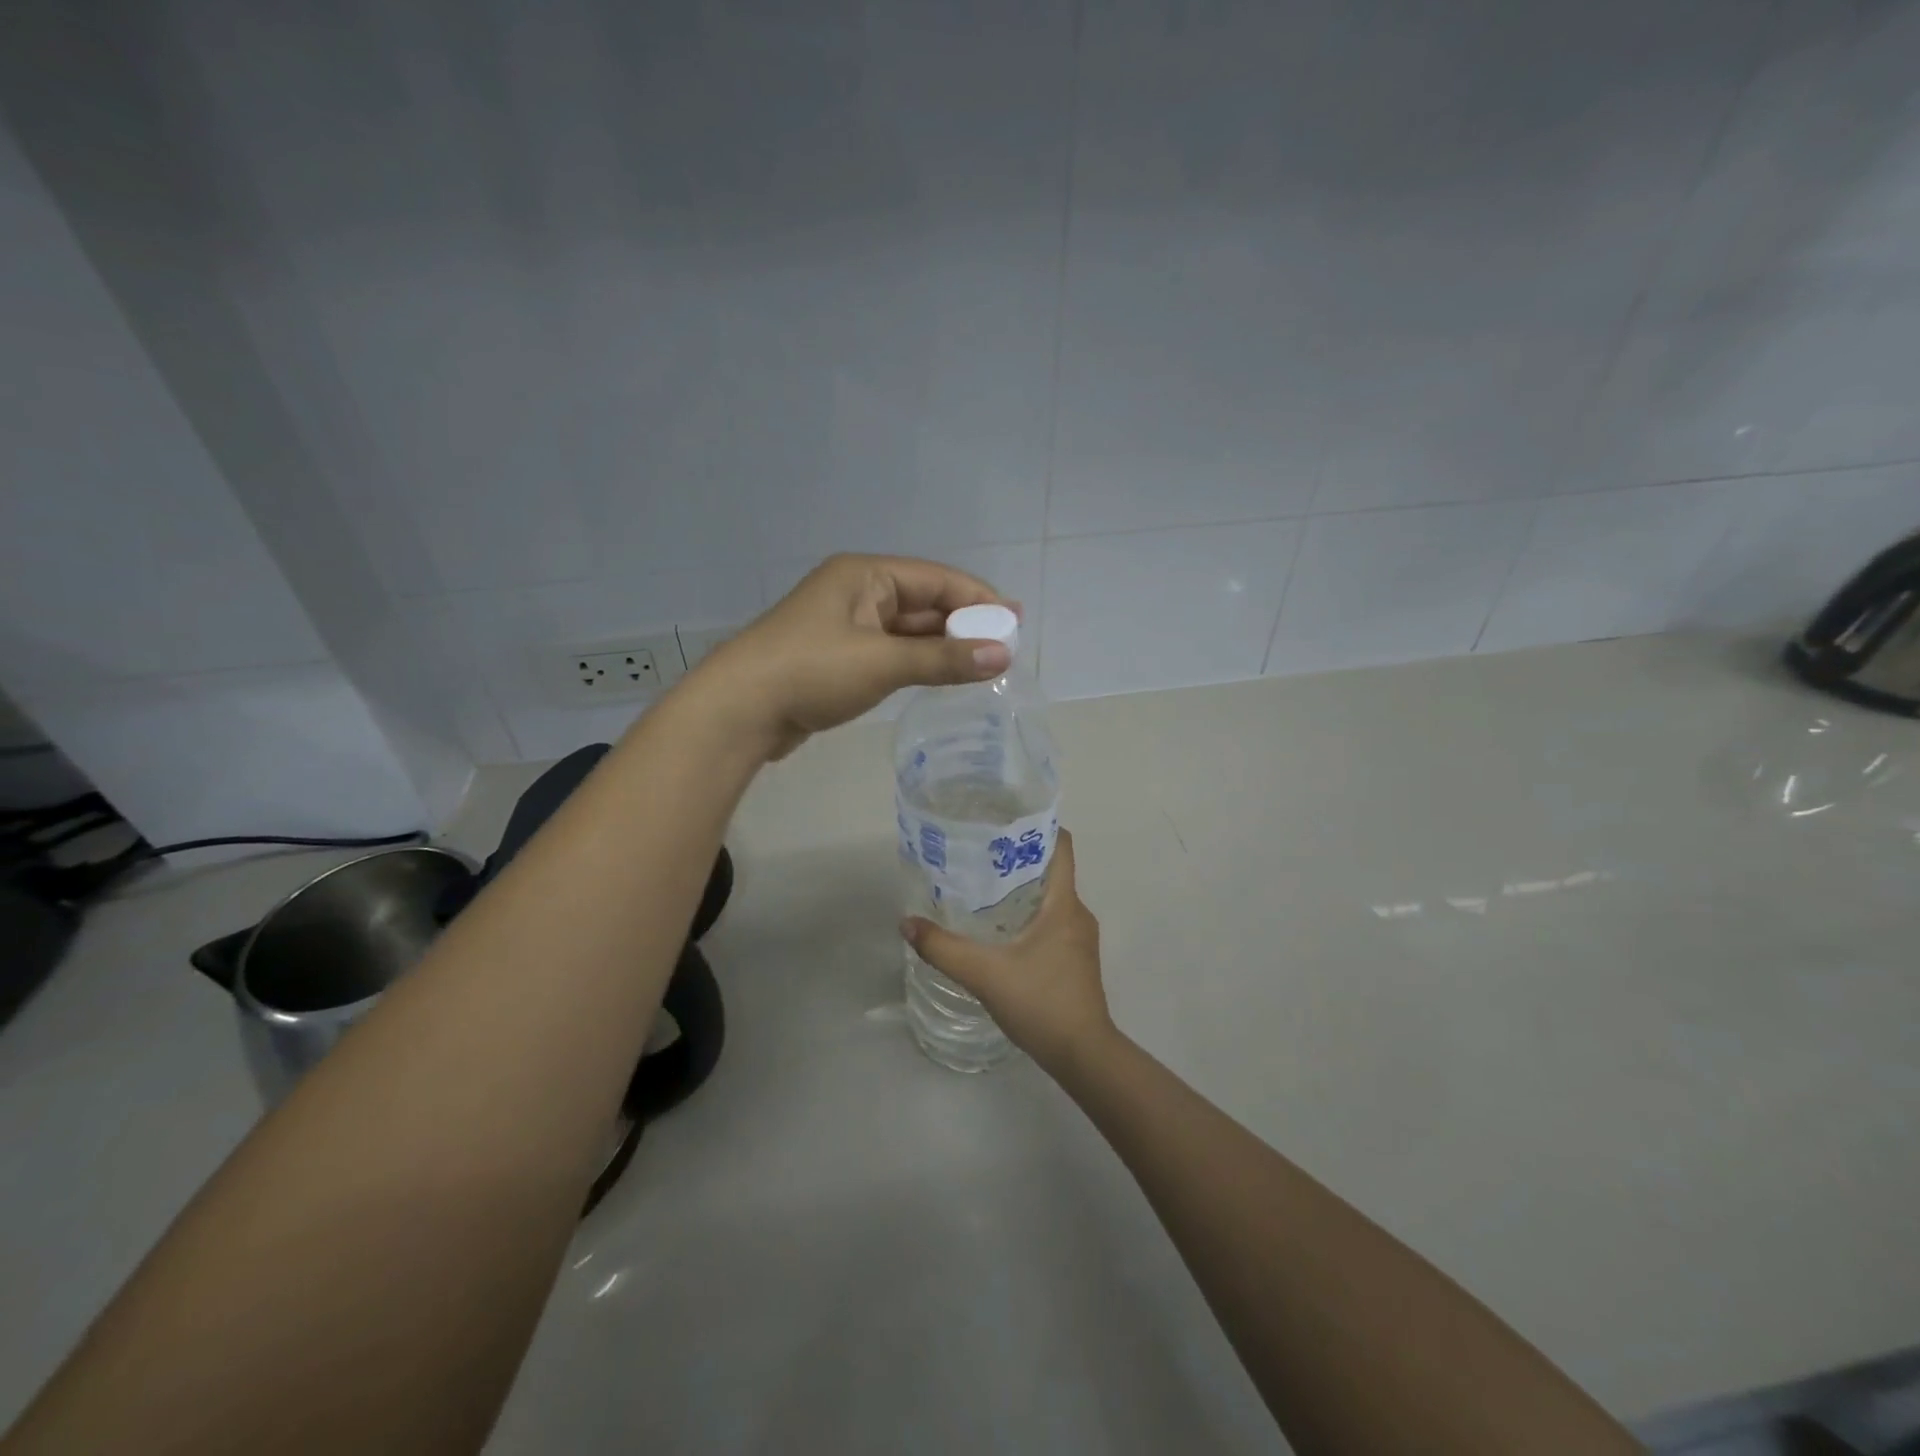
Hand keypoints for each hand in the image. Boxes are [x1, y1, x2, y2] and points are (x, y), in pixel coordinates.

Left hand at [691, 554, 1013, 758]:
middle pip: (923, 602)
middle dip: (963, 623)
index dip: (978, 597)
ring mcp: (846, 626)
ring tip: (985, 664)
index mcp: (864, 575)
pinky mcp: (839, 658)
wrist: (740, 710)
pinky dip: (918, 662)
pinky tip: (943, 676)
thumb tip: (1004, 655)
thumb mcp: (883, 662)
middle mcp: (856, 592)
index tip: (1015, 620)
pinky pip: (891, 652)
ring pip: (907, 630)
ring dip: (942, 645)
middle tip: (1006, 647)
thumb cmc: (812, 672)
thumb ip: (944, 659)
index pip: (935, 579)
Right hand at [901, 830, 1114, 1077]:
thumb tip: (907, 923)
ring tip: (980, 887)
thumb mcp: (985, 974)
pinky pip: (1051, 921)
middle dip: (1016, 858)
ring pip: (1050, 898)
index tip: (1003, 819)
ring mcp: (1079, 938)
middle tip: (976, 853)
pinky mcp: (1074, 960)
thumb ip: (944, 949)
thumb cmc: (1042, 1004)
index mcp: (1065, 904)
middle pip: (1051, 870)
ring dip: (1020, 889)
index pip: (1061, 846)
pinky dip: (1027, 915)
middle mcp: (1077, 914)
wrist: (1083, 1056)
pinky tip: (998, 929)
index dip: (1037, 826)